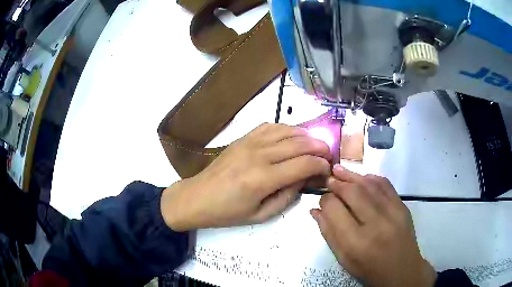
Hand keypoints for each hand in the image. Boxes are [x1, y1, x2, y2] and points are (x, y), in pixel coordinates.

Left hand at [161, 123, 331, 230]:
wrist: (198, 197)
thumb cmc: (228, 212)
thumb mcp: (261, 215)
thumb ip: (287, 197)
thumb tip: (303, 179)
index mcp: (263, 179)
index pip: (304, 164)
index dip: (321, 165)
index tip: (328, 168)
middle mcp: (259, 155)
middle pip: (300, 143)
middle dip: (320, 147)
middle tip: (328, 154)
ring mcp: (250, 143)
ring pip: (287, 130)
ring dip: (306, 135)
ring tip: (315, 144)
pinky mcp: (243, 138)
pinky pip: (270, 126)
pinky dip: (286, 128)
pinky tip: (292, 136)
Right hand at [311, 165, 436, 286]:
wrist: (402, 270)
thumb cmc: (368, 269)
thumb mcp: (343, 258)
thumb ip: (328, 233)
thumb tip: (315, 210)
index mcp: (356, 242)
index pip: (335, 210)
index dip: (325, 201)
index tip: (322, 200)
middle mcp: (375, 224)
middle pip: (352, 193)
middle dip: (337, 183)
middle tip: (328, 179)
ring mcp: (393, 212)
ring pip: (369, 185)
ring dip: (352, 175)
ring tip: (339, 169)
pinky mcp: (403, 206)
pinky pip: (385, 184)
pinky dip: (371, 178)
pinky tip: (362, 178)